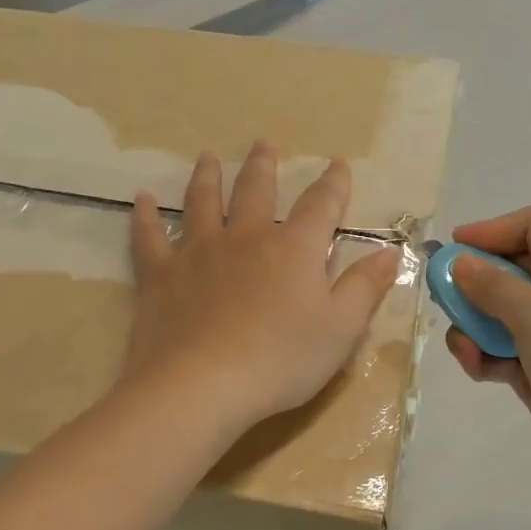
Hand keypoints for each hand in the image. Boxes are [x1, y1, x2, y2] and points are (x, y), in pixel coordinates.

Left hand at [127, 142, 401, 434]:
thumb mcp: (340, 330)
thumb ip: (364, 288)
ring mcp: (198, 252)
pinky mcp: (161, 274)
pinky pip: (149, 236)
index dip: (333, 184)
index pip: (320, 206)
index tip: (338, 164)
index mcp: (294, 249)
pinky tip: (141, 199)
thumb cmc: (281, 360)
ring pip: (202, 202)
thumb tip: (390, 251)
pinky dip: (144, 216)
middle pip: (255, 190)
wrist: (203, 386)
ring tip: (208, 157)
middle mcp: (246, 238)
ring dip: (207, 176)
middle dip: (263, 165)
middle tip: (263, 143)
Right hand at [445, 205, 530, 471]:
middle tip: (445, 301)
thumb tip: (459, 264)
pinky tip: (481, 370)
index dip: (493, 230)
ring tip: (468, 348)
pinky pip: (498, 344)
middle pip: (506, 266)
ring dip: (473, 326)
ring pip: (495, 309)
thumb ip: (491, 285)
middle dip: (472, 284)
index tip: (455, 250)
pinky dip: (483, 354)